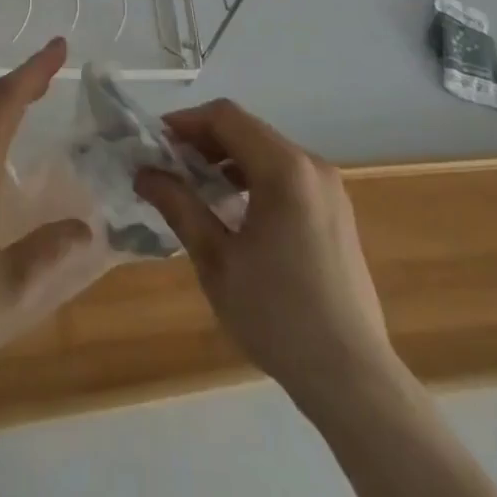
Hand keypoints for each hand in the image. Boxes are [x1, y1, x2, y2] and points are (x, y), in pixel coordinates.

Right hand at [135, 99, 398, 408]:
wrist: (352, 378)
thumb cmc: (277, 315)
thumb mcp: (216, 260)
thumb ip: (179, 206)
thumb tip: (144, 172)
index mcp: (284, 169)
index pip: (226, 117)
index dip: (186, 122)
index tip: (155, 144)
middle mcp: (312, 165)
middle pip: (248, 130)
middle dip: (204, 142)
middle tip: (169, 167)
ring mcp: (330, 188)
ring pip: (267, 151)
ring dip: (228, 160)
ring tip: (196, 189)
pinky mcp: (337, 211)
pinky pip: (287, 175)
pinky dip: (254, 177)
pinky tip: (235, 211)